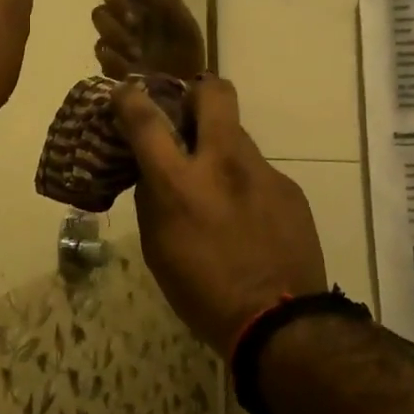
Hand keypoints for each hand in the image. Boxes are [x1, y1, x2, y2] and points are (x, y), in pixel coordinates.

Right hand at [91, 0, 207, 82]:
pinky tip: (129, 64)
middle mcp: (136, 10)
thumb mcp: (186, 29)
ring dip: (116, 30)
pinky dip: (114, 55)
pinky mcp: (110, 57)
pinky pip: (101, 47)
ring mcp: (120, 33)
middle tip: (133, 19)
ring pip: (100, 15)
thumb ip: (168, 3)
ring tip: (136, 51)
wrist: (180, 97)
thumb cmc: (187, 59)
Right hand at [114, 75, 326, 352]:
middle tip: (187, 112)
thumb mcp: (157, 248)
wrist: (280, 322)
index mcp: (180, 183)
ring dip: (220, 146)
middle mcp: (223, 164)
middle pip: (214, 93)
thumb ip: (153, 199)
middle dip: (196, 91)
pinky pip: (257, 171)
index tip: (125, 91)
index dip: (130, 98)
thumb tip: (153, 173)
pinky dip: (243, 182)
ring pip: (237, 135)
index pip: (147, 121)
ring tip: (216, 183)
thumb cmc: (202, 293)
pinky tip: (245, 216)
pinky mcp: (288, 188)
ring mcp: (262, 172)